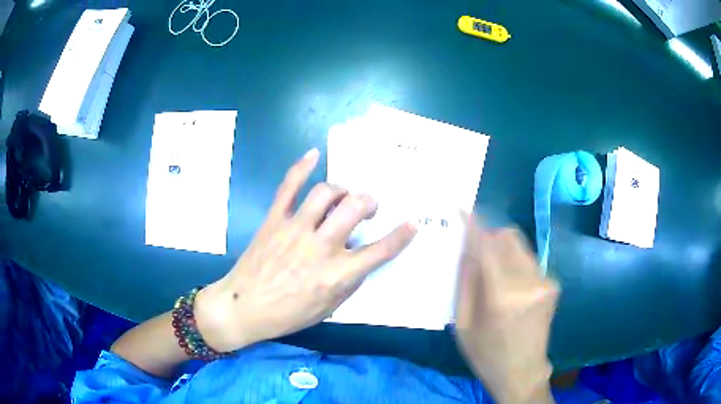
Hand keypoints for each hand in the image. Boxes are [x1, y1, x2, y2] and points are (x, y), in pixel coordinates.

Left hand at [195, 149, 416, 351]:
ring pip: (325, 193)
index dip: (400, 236)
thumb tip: (361, 259)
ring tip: (343, 197)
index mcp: (335, 274)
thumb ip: (348, 282)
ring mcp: (294, 229)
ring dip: (341, 190)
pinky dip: (301, 168)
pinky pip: (288, 188)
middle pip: (354, 209)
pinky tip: (313, 155)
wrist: (242, 308)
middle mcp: (319, 247)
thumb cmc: (287, 315)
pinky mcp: (274, 220)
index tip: (412, 224)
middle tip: (368, 208)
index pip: (378, 251)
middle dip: (369, 202)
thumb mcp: (327, 308)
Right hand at [454, 215, 558, 403]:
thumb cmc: (486, 353)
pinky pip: (529, 259)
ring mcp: (545, 282)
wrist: (523, 371)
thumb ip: (466, 282)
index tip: (462, 209)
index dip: (474, 226)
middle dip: (490, 236)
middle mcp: (529, 282)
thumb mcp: (463, 324)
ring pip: (520, 245)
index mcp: (502, 297)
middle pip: (508, 237)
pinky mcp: (552, 284)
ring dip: (503, 249)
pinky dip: (514, 262)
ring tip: (493, 273)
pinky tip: (509, 285)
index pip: (487, 247)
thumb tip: (467, 249)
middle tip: (477, 251)